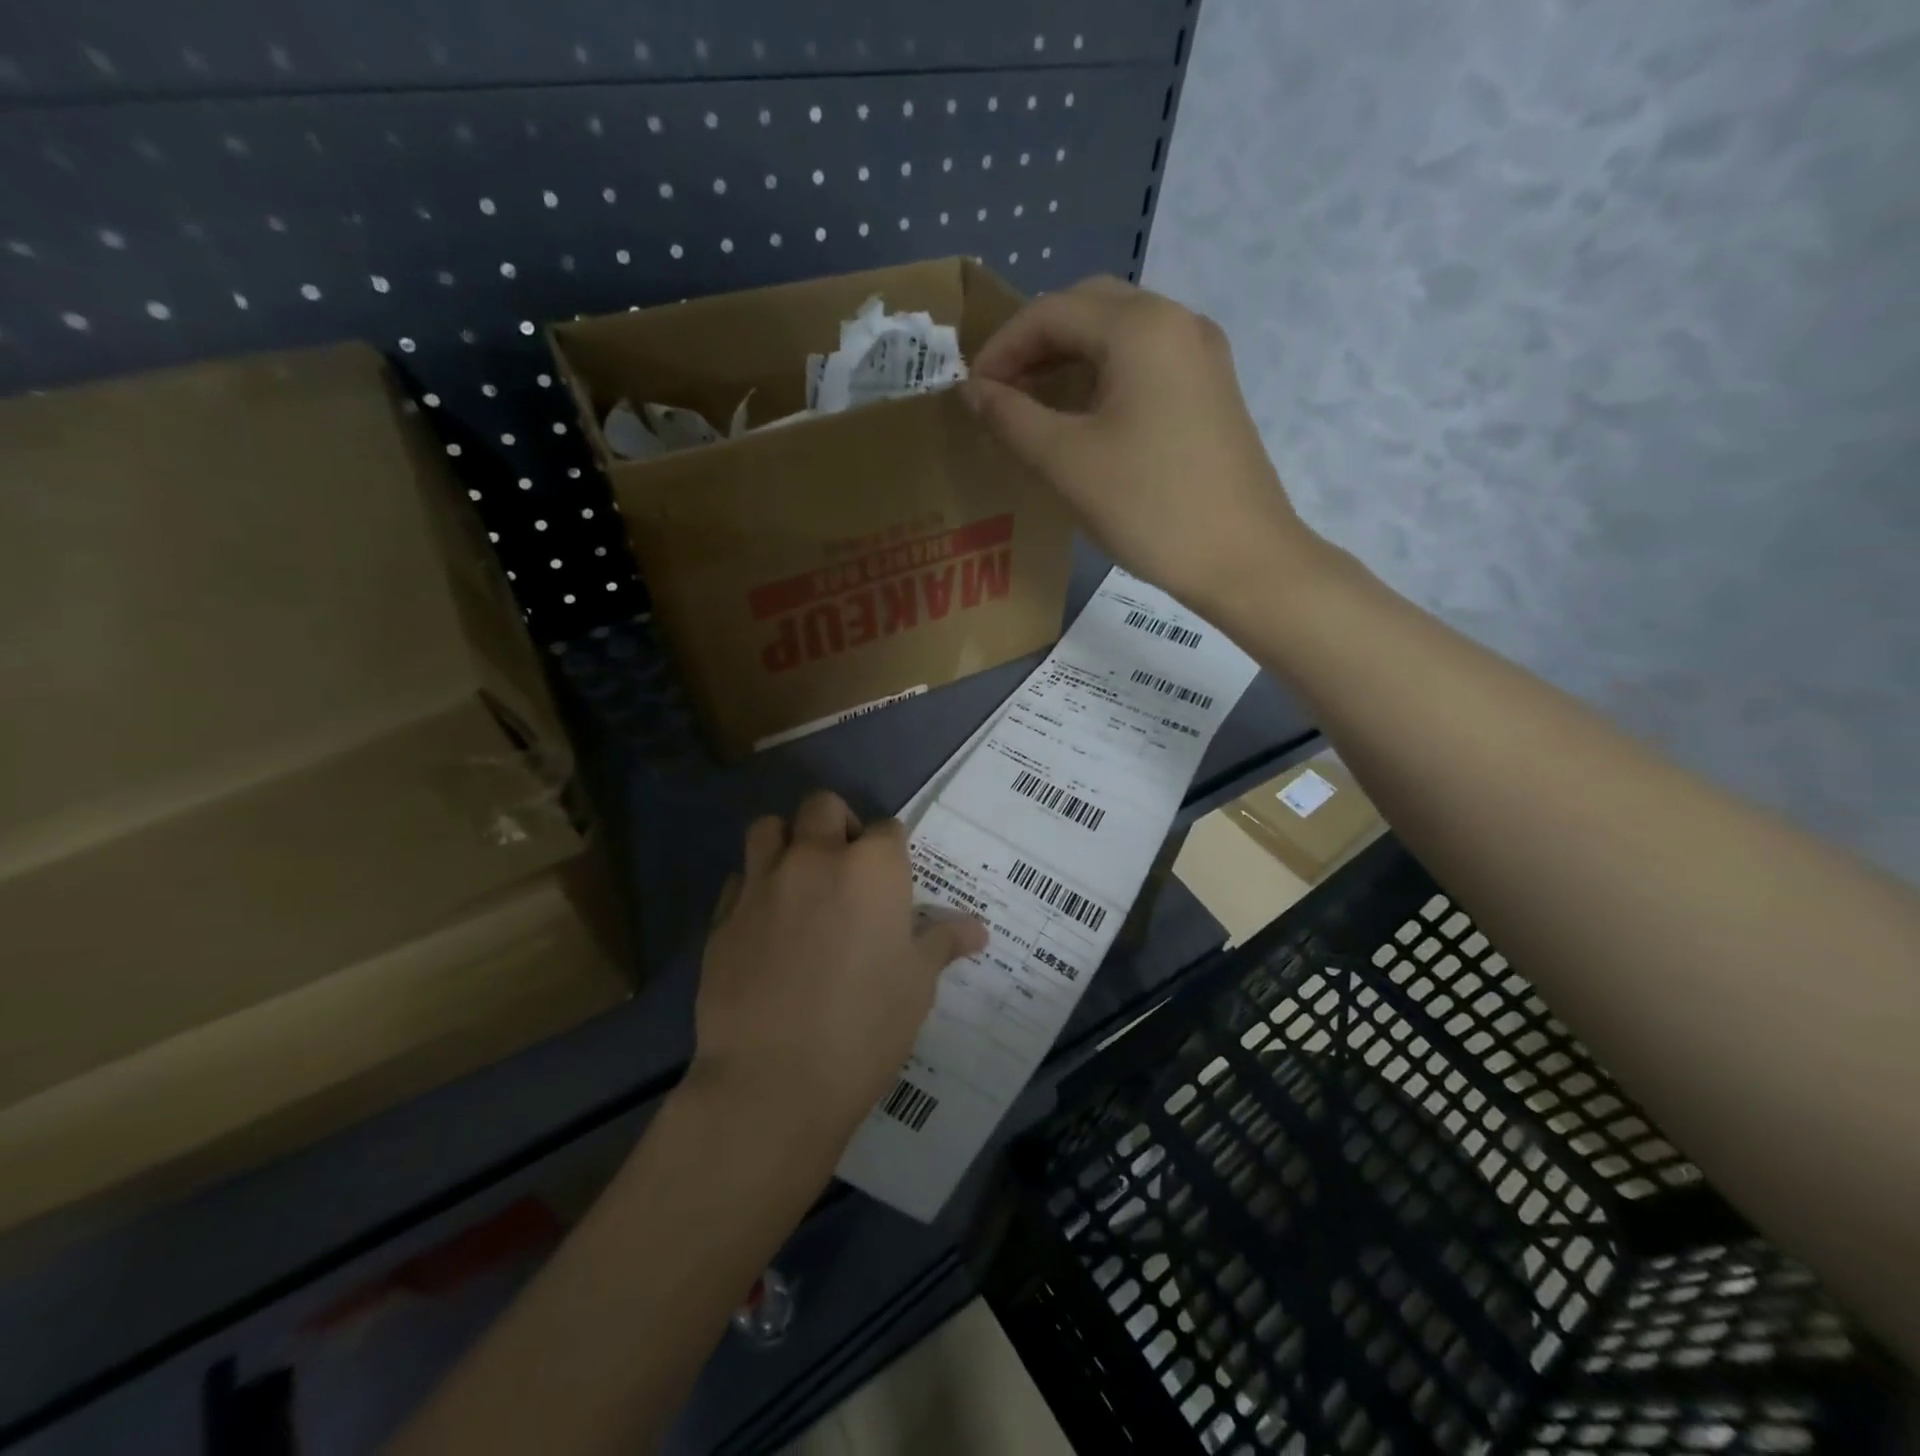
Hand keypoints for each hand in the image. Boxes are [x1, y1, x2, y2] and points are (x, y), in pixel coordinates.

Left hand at [691, 791, 988, 1145]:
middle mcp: (815, 858)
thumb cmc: (865, 1027)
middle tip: (846, 868)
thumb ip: (943, 943)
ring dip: (787, 841)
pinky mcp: (723, 915)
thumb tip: (977, 929)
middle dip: (837, 824)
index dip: (892, 850)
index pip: (888, 828)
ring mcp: (763, 882)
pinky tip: (764, 923)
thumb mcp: (917, 985)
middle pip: (823, 806)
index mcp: (872, 867)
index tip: (892, 879)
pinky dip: (754, 887)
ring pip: (769, 828)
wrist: (775, 1081)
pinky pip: (739, 879)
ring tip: (799, 880)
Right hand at [961, 276, 1313, 612]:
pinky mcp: (1212, 388)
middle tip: (1002, 392)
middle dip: (1036, 343)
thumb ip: (1012, 418)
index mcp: (1141, 327)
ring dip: (1070, 358)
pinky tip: (1084, 416)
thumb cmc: (1148, 507)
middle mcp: (1177, 322)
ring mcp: (1202, 354)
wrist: (1242, 558)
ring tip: (1033, 405)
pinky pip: (1146, 360)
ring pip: (1120, 333)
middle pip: (1089, 308)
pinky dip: (1104, 375)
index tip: (972, 392)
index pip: (1052, 311)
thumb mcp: (1067, 462)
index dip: (1002, 347)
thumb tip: (972, 391)